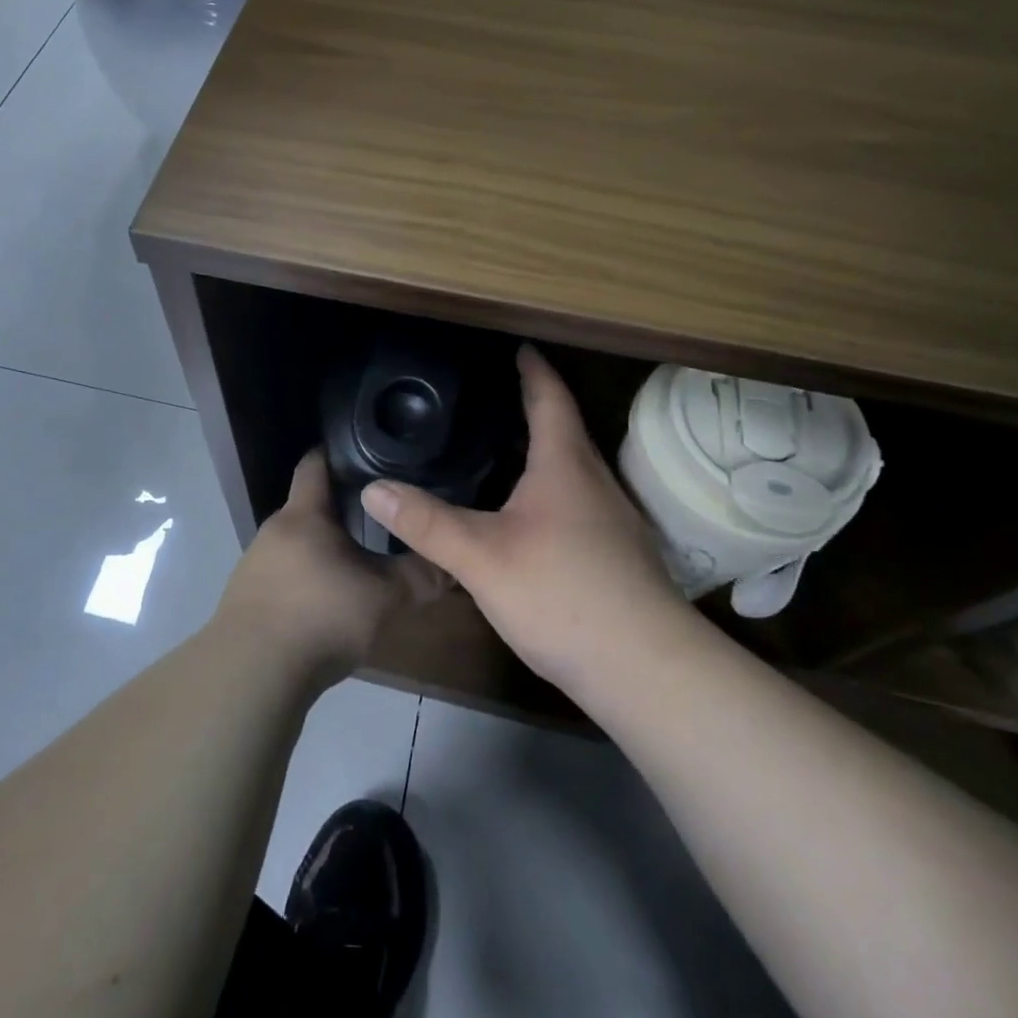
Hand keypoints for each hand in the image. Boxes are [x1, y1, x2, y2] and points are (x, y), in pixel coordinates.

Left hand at [213, 450, 442, 689]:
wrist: (252, 673)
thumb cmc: (321, 618)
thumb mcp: (384, 598)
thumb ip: (419, 576)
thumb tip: (452, 564)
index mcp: (303, 514)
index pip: (315, 463)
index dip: (338, 454)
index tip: (366, 456)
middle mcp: (273, 530)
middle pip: (308, 507)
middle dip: (339, 511)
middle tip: (377, 521)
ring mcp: (253, 564)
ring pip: (295, 544)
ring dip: (321, 551)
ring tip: (354, 567)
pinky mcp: (244, 598)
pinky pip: (281, 576)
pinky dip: (302, 581)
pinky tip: (323, 606)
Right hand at [359, 345, 701, 700]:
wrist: (645, 670)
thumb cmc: (563, 595)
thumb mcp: (481, 557)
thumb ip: (426, 522)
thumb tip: (372, 488)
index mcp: (565, 465)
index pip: (550, 398)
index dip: (532, 369)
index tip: (518, 347)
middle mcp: (594, 482)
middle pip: (564, 428)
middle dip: (533, 406)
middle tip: (492, 395)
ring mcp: (612, 520)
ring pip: (572, 467)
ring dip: (542, 449)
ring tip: (501, 447)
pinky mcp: (616, 554)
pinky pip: (577, 500)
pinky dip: (549, 487)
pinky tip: (525, 513)